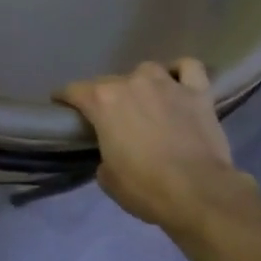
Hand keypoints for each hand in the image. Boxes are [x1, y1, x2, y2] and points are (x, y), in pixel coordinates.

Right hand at [58, 60, 252, 229]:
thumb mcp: (107, 177)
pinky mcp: (198, 92)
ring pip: (147, 70)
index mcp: (103, 102)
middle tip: (109, 117)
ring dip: (141, 83)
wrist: (197, 192)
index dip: (65, 98)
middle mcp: (132, 83)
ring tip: (145, 99)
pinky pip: (188, 68)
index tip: (62, 105)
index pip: (74, 91)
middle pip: (109, 81)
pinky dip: (180, 72)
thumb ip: (104, 154)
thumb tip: (114, 152)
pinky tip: (178, 83)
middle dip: (104, 97)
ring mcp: (168, 84)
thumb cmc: (145, 188)